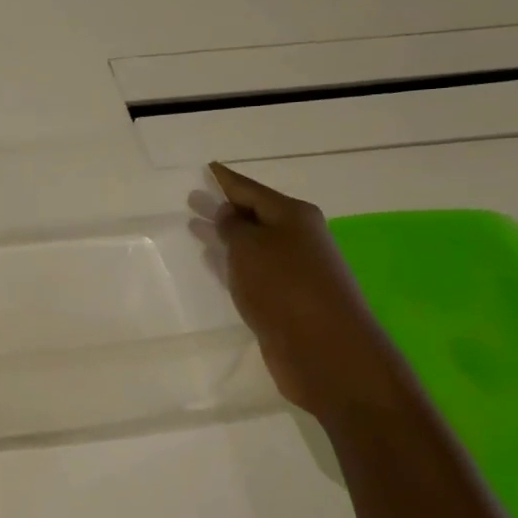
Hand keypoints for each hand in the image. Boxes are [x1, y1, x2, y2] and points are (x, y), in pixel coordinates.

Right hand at [209, 162, 410, 419]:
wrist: (324, 349)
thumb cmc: (285, 287)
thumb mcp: (251, 247)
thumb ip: (233, 227)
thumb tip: (228, 213)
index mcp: (293, 216)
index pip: (251, 189)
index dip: (226, 179)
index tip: (207, 168)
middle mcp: (297, 238)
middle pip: (255, 216)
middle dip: (225, 208)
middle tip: (192, 201)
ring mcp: (294, 270)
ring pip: (253, 244)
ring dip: (227, 237)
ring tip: (196, 230)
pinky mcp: (287, 299)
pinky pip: (254, 271)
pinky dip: (233, 264)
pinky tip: (215, 266)